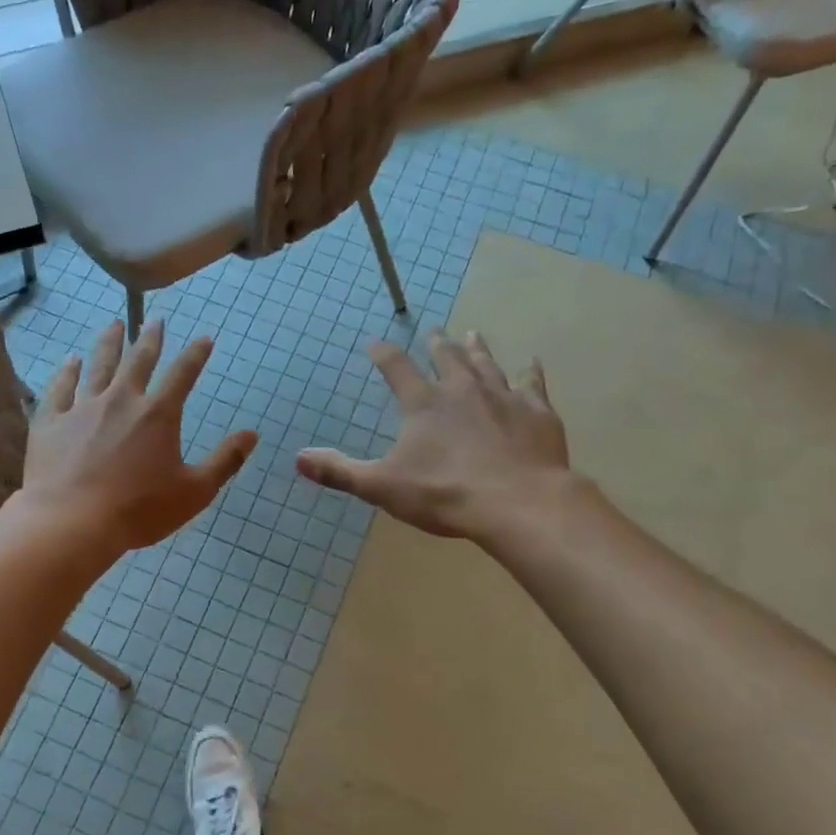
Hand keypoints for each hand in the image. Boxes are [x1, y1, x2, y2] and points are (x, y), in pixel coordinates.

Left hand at [24, 320, 257, 555]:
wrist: (72, 522)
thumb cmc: (139, 510)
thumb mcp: (195, 491)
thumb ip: (225, 460)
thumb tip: (252, 434)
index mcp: (158, 415)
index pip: (183, 374)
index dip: (196, 354)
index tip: (204, 338)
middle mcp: (122, 400)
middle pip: (139, 360)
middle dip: (150, 338)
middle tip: (155, 320)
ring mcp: (83, 407)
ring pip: (99, 365)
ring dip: (109, 343)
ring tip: (114, 325)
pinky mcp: (52, 421)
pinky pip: (61, 387)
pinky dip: (67, 371)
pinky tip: (70, 361)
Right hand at [296, 330, 576, 542]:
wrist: (518, 503)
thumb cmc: (445, 495)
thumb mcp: (382, 486)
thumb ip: (341, 471)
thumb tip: (298, 458)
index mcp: (423, 404)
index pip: (396, 367)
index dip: (383, 353)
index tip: (375, 343)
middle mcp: (462, 390)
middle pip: (446, 357)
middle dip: (437, 343)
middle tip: (434, 330)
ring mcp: (503, 397)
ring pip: (486, 364)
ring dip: (477, 348)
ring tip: (472, 333)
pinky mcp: (536, 412)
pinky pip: (532, 384)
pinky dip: (530, 372)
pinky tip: (532, 362)